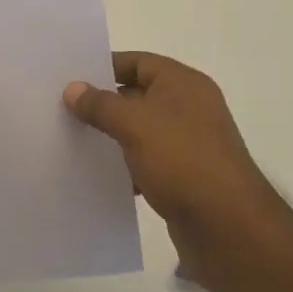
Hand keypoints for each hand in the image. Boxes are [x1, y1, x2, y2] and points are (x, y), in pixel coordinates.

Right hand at [65, 52, 284, 291]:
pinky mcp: (185, 177)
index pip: (138, 62)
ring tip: (72, 141)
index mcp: (183, 84)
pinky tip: (99, 176)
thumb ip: (101, 104)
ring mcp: (189, 143)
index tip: (70, 78)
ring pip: (141, 130)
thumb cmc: (183, 161)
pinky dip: (126, 165)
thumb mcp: (135, 125)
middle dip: (103, 103)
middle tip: (63, 109)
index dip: (105, 66)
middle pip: (137, 95)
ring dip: (112, 136)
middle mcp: (189, 108)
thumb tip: (72, 88)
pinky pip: (147, 161)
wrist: (230, 229)